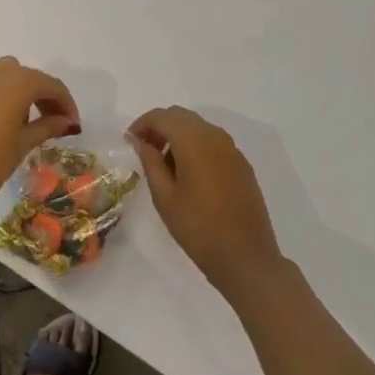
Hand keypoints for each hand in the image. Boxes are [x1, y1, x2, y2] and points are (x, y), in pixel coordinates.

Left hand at [0, 58, 80, 208]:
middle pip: (28, 77)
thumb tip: (68, 122)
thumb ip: (47, 126)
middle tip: (52, 121)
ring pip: (3, 75)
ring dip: (18, 91)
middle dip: (43, 96)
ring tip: (21, 120)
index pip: (51, 86)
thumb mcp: (23, 144)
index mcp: (18, 82)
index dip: (66, 104)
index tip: (73, 125)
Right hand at [129, 107, 282, 296]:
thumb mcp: (165, 197)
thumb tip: (140, 141)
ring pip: (198, 127)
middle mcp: (215, 136)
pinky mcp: (242, 164)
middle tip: (144, 150)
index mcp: (194, 141)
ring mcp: (232, 149)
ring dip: (178, 136)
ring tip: (164, 165)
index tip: (129, 142)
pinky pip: (213, 142)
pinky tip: (189, 173)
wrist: (246, 257)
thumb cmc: (198, 228)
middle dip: (160, 127)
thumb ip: (150, 162)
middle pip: (181, 116)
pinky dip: (196, 146)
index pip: (162, 117)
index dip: (142, 124)